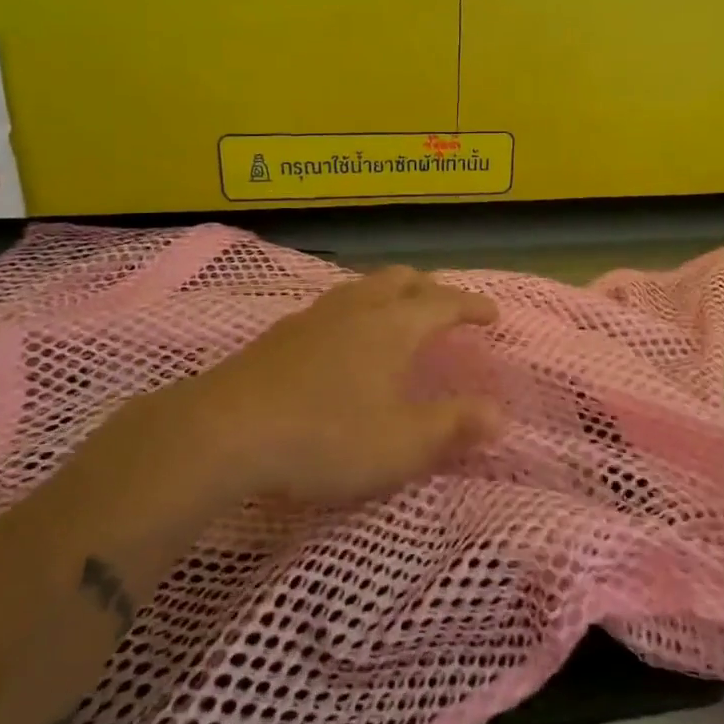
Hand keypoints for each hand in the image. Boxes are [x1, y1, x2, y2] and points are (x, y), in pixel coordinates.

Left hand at [110, 267, 502, 521]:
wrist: (224, 432)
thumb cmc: (327, 436)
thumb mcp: (402, 443)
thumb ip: (454, 426)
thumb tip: (500, 415)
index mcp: (394, 325)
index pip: (445, 303)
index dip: (473, 306)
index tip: (493, 315)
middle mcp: (357, 308)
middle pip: (401, 279)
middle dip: (430, 289)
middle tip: (445, 308)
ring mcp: (314, 317)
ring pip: (362, 288)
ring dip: (389, 294)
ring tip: (396, 317)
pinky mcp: (279, 335)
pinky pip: (332, 307)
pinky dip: (355, 312)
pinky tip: (342, 341)